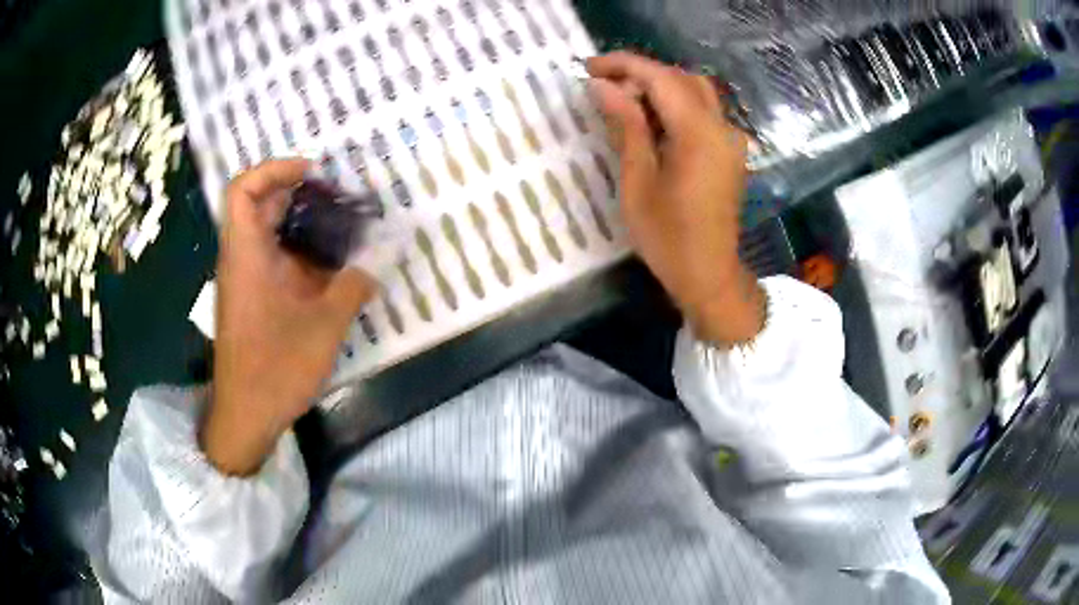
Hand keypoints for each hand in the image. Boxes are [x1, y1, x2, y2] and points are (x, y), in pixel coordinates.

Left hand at [204, 159, 375, 475]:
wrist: (247, 414)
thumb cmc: (276, 368)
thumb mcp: (324, 327)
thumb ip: (353, 286)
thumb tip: (379, 259)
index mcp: (247, 255)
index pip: (242, 189)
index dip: (274, 168)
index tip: (313, 172)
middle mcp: (241, 259)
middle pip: (259, 205)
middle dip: (298, 193)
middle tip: (338, 197)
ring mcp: (245, 279)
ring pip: (267, 232)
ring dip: (302, 223)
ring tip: (342, 227)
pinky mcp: (253, 297)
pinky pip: (273, 257)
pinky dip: (300, 251)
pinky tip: (331, 266)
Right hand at [587, 52, 764, 346]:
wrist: (709, 275)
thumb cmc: (667, 238)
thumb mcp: (637, 182)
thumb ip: (625, 127)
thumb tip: (603, 86)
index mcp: (699, 135)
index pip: (661, 78)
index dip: (624, 65)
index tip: (589, 68)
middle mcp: (722, 128)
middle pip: (681, 78)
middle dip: (641, 74)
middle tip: (603, 86)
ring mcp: (730, 139)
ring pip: (694, 92)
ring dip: (658, 87)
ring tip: (622, 102)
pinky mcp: (729, 151)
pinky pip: (702, 112)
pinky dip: (674, 105)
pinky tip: (650, 122)